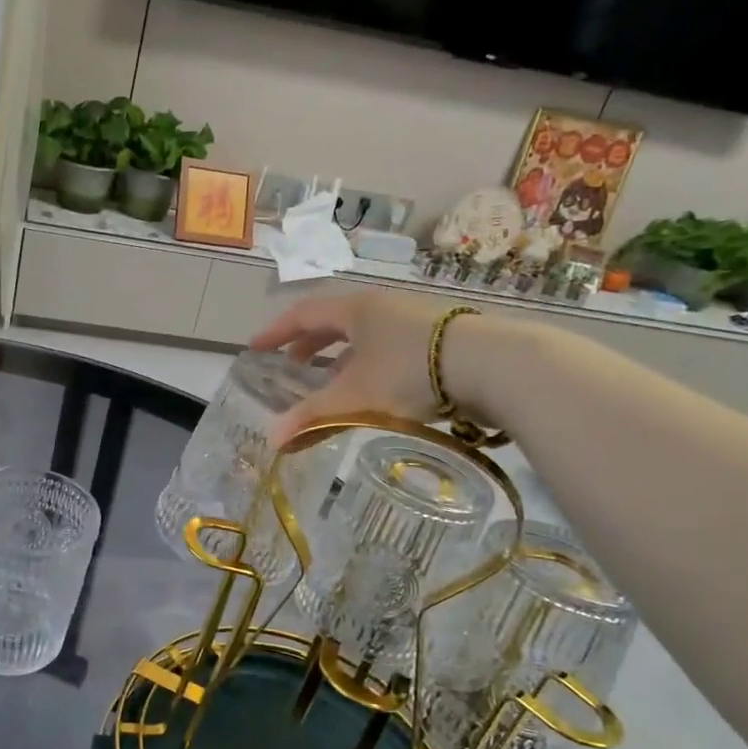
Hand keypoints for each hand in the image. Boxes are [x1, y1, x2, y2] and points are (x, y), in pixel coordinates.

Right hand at [251, 291, 460, 445]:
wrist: (492, 365)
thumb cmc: (411, 370)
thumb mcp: (356, 395)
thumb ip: (313, 416)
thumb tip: (272, 441)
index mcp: (355, 309)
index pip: (302, 314)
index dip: (276, 332)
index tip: (255, 349)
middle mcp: (380, 307)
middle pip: (333, 322)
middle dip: (307, 345)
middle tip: (290, 367)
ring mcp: (411, 320)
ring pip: (362, 336)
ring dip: (339, 358)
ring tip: (329, 384)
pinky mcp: (435, 339)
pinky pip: (385, 347)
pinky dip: (367, 365)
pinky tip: (373, 390)